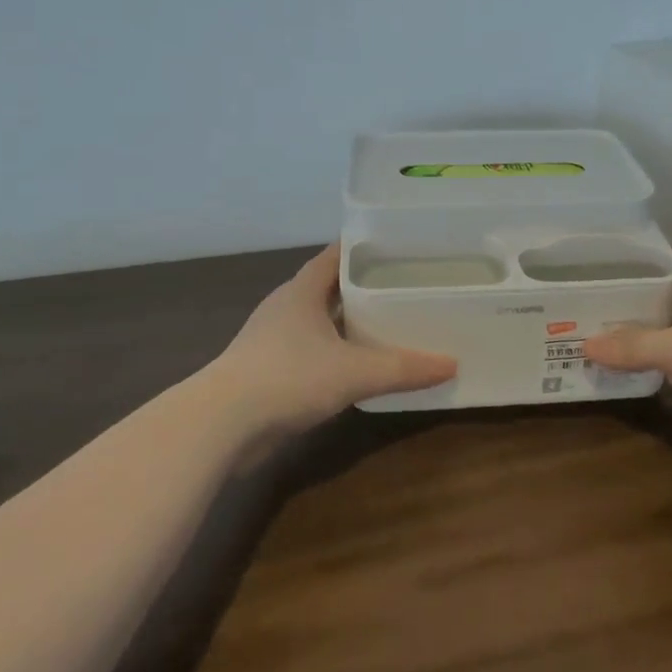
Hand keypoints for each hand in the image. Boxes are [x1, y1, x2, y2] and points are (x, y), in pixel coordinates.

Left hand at [211, 244, 456, 435]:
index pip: (337, 253)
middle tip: (406, 285)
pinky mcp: (267, 369)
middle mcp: (286, 306)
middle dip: (365, 285)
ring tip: (389, 323)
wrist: (221, 425)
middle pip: (330, 285)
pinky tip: (358, 365)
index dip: (367, 246)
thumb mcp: (355, 371)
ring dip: (348, 321)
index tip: (401, 246)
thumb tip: (451, 364)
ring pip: (320, 319)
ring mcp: (273, 338)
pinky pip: (311, 348)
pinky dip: (335, 350)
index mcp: (302, 289)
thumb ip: (403, 368)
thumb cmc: (288, 378)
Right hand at [582, 249, 671, 458]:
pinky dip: (661, 364)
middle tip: (591, 299)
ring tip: (601, 333)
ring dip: (646, 333)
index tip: (605, 259)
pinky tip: (632, 369)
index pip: (671, 255)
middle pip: (669, 293)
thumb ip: (633, 346)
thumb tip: (585, 344)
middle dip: (635, 297)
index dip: (641, 254)